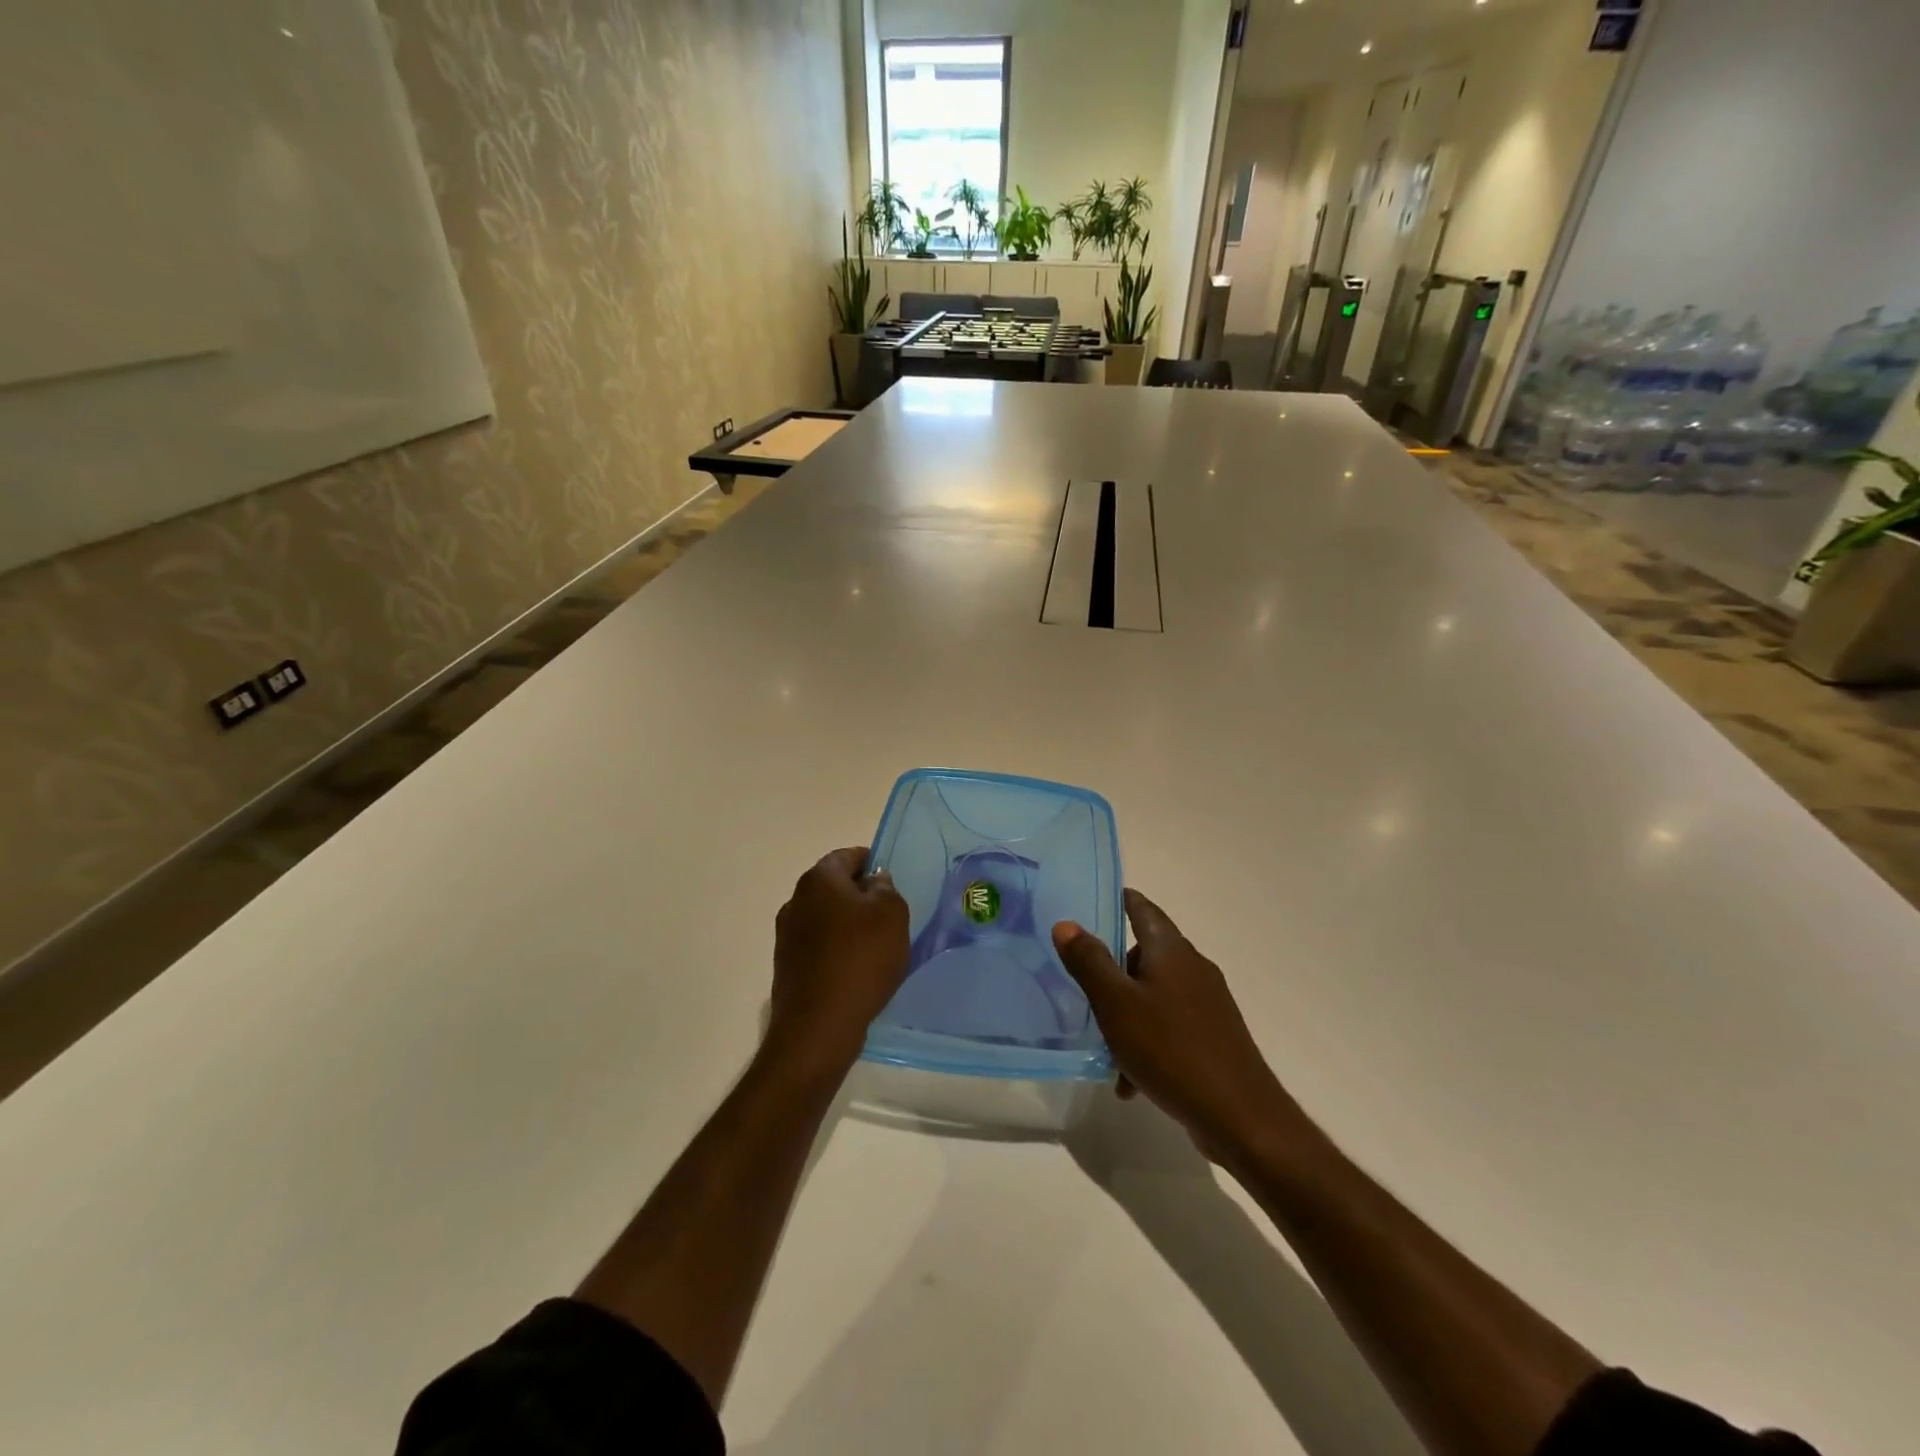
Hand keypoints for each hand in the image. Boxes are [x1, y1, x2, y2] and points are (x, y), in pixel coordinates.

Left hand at [768, 847, 911, 1074]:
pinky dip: (838, 950)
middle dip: (861, 895)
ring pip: (826, 917)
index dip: (873, 863)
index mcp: (819, 879)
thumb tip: (874, 882)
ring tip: (877, 947)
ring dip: (849, 925)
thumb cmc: (860, 960)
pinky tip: (857, 971)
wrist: (818, 1027)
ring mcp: (786, 935)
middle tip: (890, 915)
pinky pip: (819, 946)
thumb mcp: (892, 915)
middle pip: (835, 886)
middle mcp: (795, 900)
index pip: (848, 856)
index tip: (892, 881)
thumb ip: (886, 889)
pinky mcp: (786, 965)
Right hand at [1053, 890, 1298, 1167]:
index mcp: (1172, 951)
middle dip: (1114, 971)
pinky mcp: (1214, 1036)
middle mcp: (1193, 968)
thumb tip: (1066, 924)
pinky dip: (1147, 1042)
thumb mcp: (1117, 1004)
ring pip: (1155, 995)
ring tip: (1105, 1050)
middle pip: (1146, 954)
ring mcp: (1208, 1003)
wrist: (1240, 1116)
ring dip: (1127, 1014)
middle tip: (1085, 988)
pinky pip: (1170, 1026)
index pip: (1143, 910)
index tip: (1095, 899)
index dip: (1121, 901)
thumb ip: (1089, 962)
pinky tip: (1131, 1081)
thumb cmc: (1170, 1049)